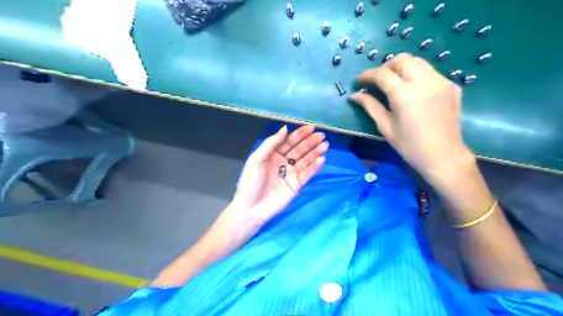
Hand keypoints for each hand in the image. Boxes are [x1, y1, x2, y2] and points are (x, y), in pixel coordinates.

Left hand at [229, 126, 328, 226]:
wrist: (251, 208)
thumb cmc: (251, 182)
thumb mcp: (257, 159)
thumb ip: (271, 143)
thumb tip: (285, 128)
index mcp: (272, 154)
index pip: (288, 141)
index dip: (299, 134)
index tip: (311, 127)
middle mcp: (283, 162)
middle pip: (299, 149)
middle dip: (310, 142)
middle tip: (321, 135)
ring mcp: (291, 173)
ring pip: (305, 160)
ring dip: (315, 152)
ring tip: (325, 145)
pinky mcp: (297, 185)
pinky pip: (307, 174)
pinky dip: (314, 167)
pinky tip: (322, 159)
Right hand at [351, 53, 473, 180]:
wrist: (443, 156)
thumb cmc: (409, 145)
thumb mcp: (385, 126)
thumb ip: (370, 106)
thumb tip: (355, 95)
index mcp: (404, 94)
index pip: (382, 74)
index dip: (368, 75)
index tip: (359, 81)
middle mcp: (424, 82)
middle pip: (402, 59)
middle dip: (386, 67)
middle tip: (378, 81)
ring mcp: (441, 81)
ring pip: (418, 62)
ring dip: (402, 68)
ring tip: (395, 83)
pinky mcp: (452, 86)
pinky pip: (430, 72)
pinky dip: (417, 75)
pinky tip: (414, 91)